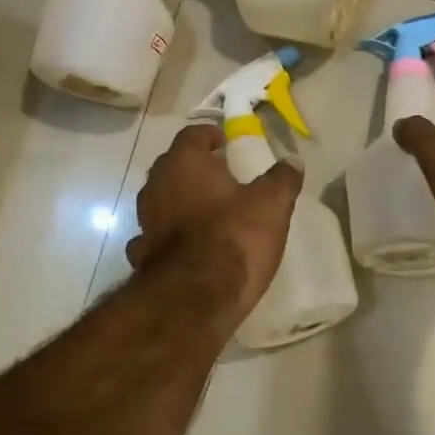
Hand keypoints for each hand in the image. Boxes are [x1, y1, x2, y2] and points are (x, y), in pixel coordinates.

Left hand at [127, 123, 303, 320]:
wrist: (194, 299)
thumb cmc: (234, 237)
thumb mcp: (271, 204)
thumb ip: (282, 179)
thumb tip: (293, 161)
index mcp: (184, 164)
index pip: (191, 135)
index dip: (208, 135)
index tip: (224, 142)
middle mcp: (157, 186)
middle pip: (171, 165)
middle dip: (193, 167)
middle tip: (219, 175)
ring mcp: (144, 222)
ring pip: (160, 200)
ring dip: (179, 201)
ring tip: (206, 211)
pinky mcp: (142, 256)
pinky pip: (155, 236)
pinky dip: (169, 236)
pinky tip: (186, 247)